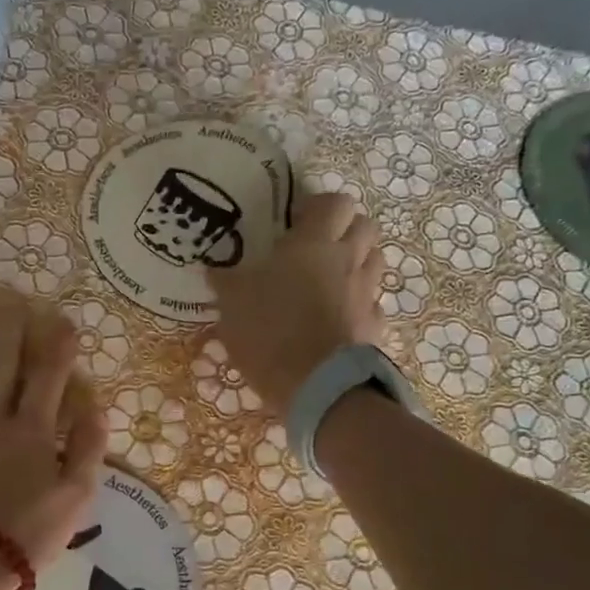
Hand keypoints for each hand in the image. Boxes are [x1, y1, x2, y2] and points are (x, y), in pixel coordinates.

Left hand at [0, 298, 106, 589]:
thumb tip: (96, 408)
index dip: (58, 347)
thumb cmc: (24, 534)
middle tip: (10, 299)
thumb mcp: (75, 500)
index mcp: (31, 432)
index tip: (64, 320)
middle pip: (1, 366)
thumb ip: (88, 451)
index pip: (48, 378)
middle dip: (9, 331)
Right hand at [205, 192, 386, 408]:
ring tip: (330, 280)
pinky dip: (359, 305)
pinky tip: (338, 318)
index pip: (334, 202)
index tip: (297, 221)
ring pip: (375, 261)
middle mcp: (347, 260)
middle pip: (365, 226)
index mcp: (313, 244)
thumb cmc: (269, 332)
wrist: (316, 386)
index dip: (318, 207)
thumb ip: (226, 281)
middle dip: (346, 230)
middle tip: (318, 247)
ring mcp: (366, 293)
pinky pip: (372, 303)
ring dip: (357, 262)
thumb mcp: (232, 304)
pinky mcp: (375, 326)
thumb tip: (214, 268)